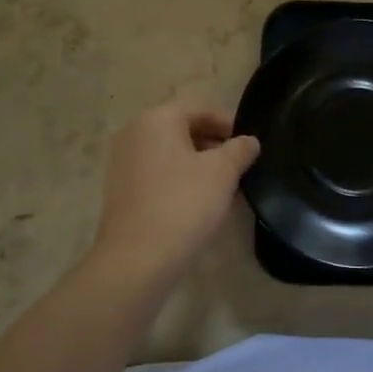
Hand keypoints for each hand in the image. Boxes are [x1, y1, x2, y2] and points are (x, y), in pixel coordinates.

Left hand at [91, 104, 259, 288]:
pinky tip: (202, 204)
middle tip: (242, 168)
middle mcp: (135, 132)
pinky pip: (159, 175)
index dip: (230, 126)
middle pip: (185, 130)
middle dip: (215, 147)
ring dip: (200, 166)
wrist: (136, 260)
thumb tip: (249, 141)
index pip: (202, 110)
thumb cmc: (183, 204)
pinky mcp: (121, 190)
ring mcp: (124, 162)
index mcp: (157, 118)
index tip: (251, 146)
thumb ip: (240, 149)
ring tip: (227, 189)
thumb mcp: (223, 172)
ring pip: (172, 155)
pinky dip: (181, 181)